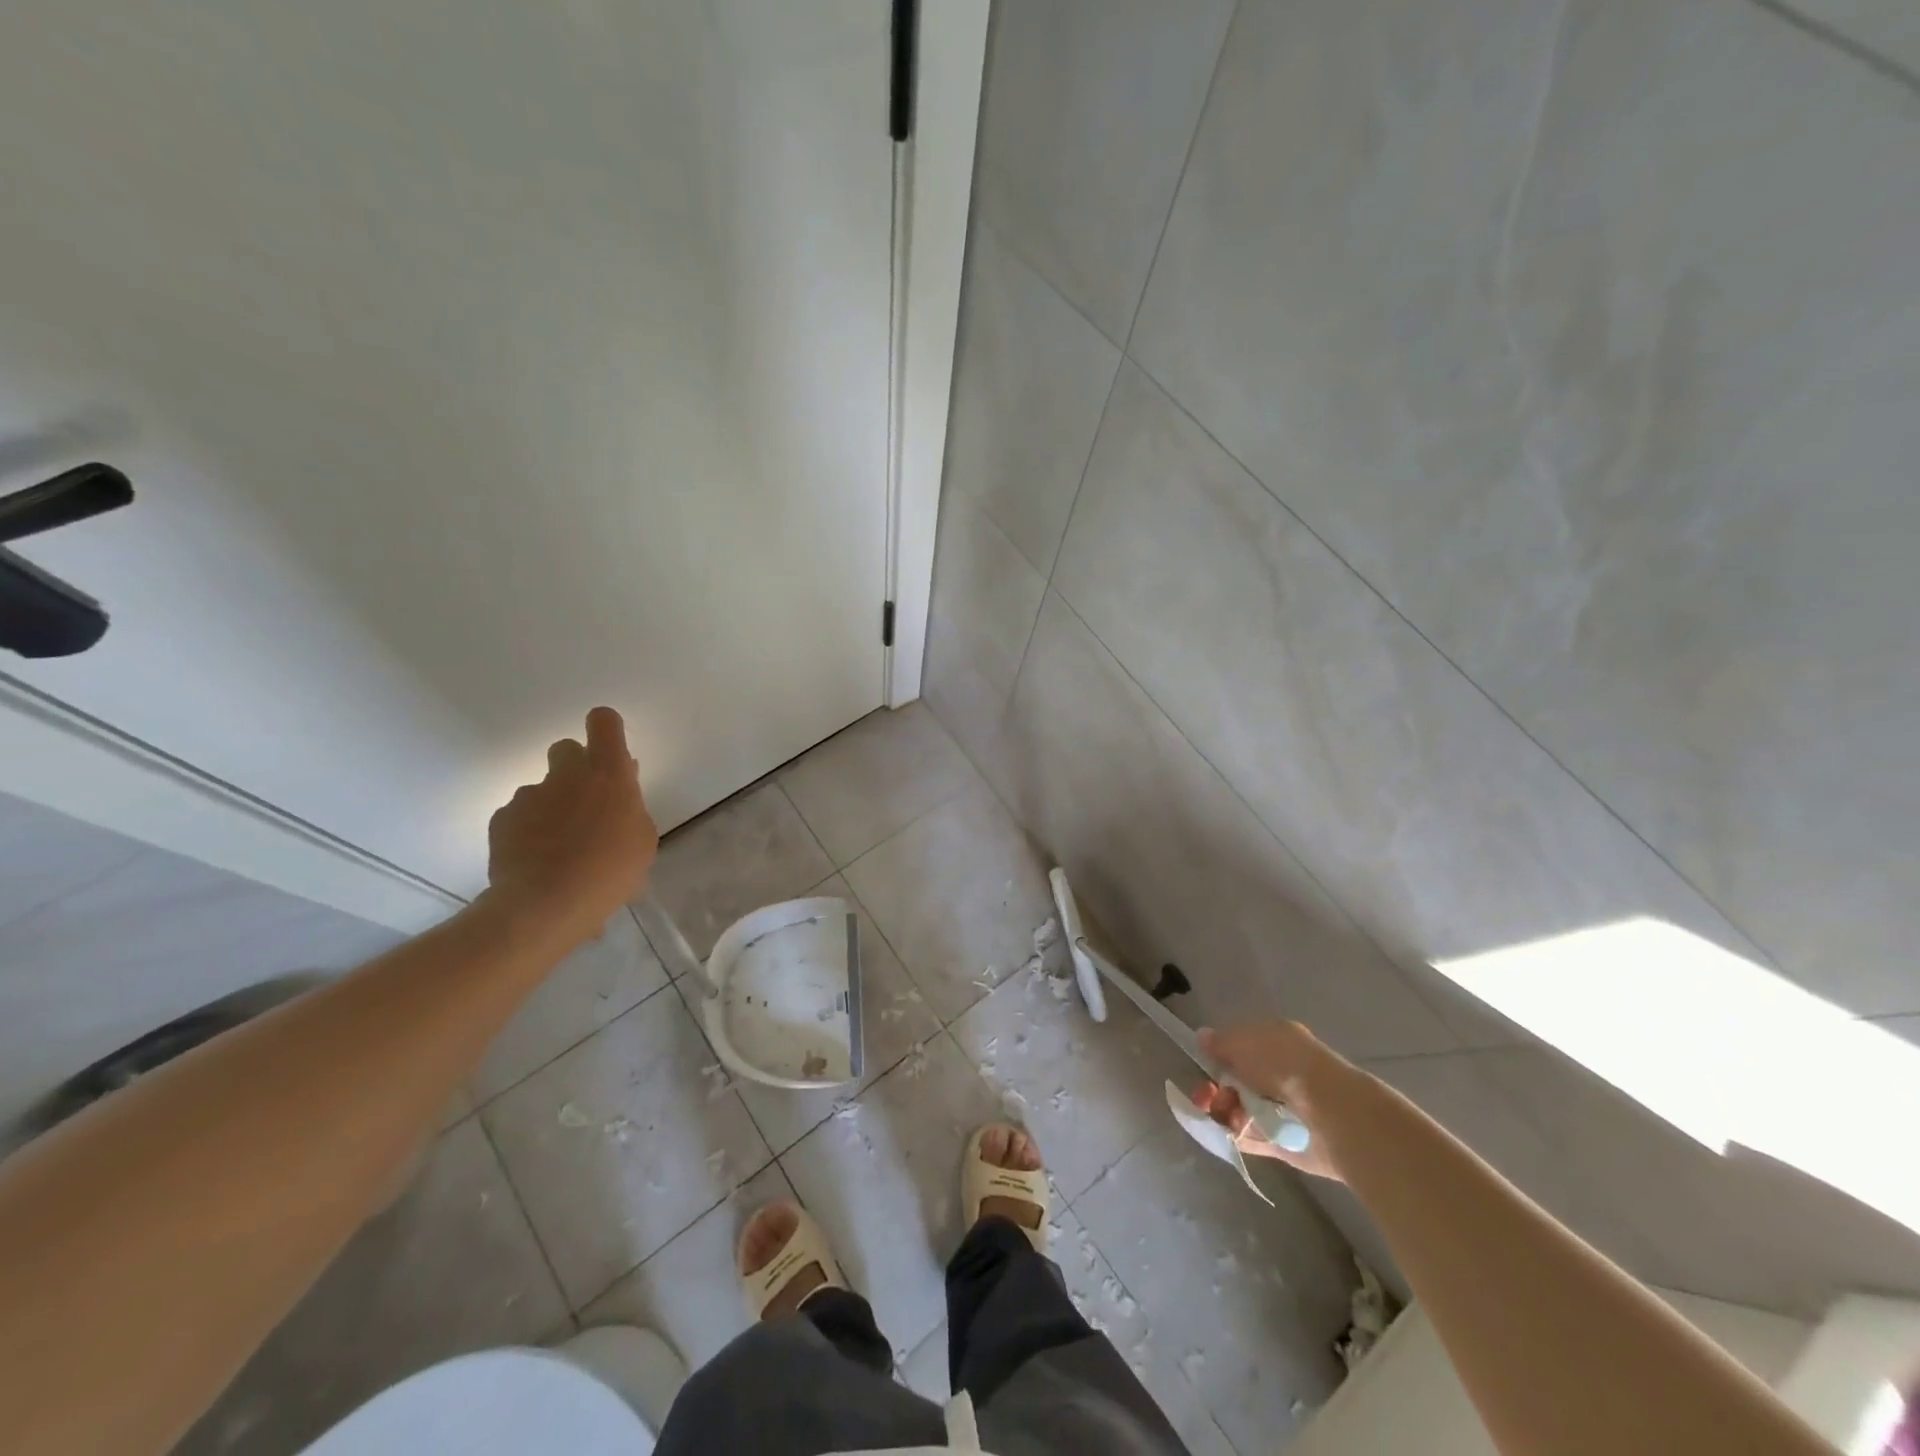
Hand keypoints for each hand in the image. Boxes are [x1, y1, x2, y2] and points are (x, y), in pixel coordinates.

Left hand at [487, 707, 657, 938]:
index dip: (605, 728)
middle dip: (574, 768)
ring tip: (560, 848)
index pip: (604, 722)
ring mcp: (530, 795)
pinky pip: (519, 816)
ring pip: (542, 789)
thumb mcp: (641, 840)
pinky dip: (528, 831)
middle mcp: (567, 774)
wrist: (546, 905)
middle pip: (566, 748)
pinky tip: (537, 861)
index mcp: (609, 774)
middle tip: (584, 804)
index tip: (609, 750)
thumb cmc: (610, 871)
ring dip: (551, 807)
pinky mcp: (502, 818)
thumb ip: (630, 806)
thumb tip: (619, 789)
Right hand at [1190, 1021, 1349, 1181]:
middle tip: (1206, 1095)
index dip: (1219, 1055)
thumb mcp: (1244, 1041)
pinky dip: (1237, 1135)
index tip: (1205, 1064)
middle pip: (1238, 1080)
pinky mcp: (1284, 1142)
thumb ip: (1221, 1042)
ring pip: (1242, 1108)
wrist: (1329, 1115)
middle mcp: (1280, 1073)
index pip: (1240, 1046)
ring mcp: (1282, 1109)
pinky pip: (1252, 1138)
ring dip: (1226, 1111)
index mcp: (1276, 1042)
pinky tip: (1226, 1131)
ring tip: (1226, 1115)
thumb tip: (1202, 1037)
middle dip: (1217, 1087)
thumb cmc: (1284, 1065)